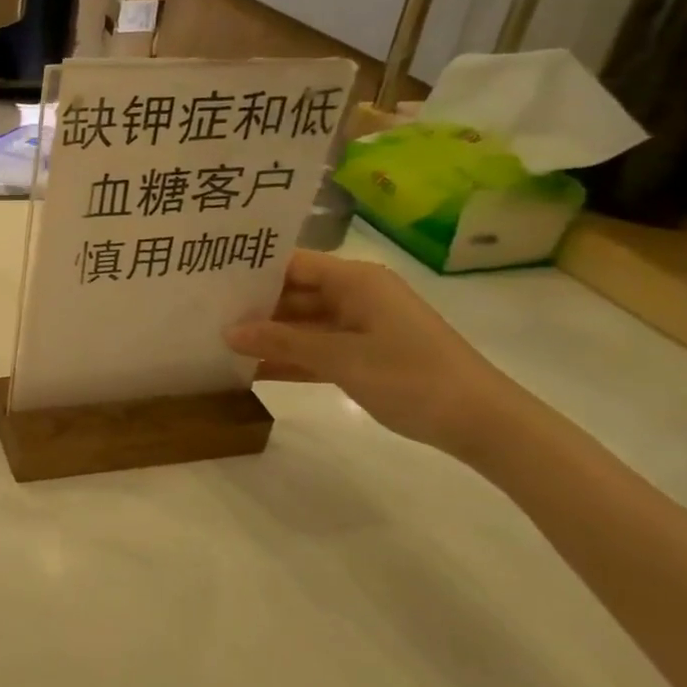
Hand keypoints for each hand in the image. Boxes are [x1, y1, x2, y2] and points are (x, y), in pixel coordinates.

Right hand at [224, 250, 525, 460]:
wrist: (482, 422)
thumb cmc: (411, 375)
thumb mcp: (340, 357)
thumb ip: (282, 342)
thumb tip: (228, 332)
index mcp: (355, 280)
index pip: (291, 263)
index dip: (252, 269)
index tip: (208, 278)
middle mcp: (356, 295)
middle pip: (293, 293)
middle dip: (253, 306)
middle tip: (204, 313)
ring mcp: (360, 327)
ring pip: (302, 324)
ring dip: (268, 336)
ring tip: (218, 341)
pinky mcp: (363, 356)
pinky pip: (316, 350)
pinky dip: (290, 359)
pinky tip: (251, 370)